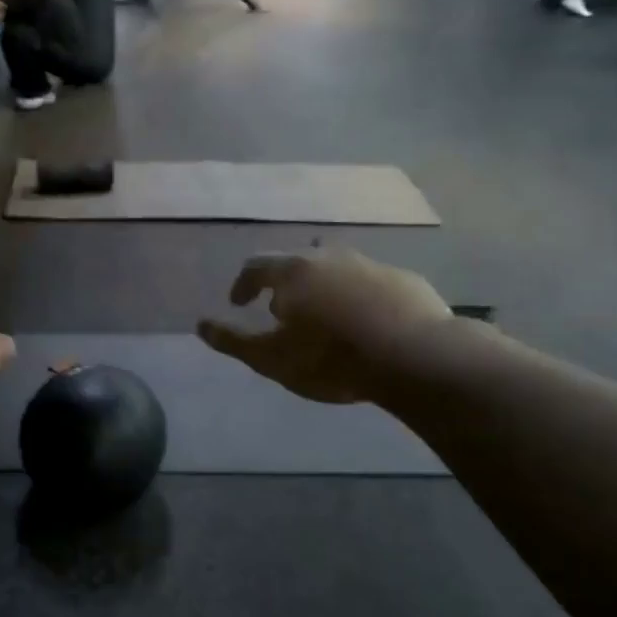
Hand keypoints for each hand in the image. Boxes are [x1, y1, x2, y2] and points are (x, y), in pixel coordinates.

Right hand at [198, 248, 451, 404]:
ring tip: (325, 314)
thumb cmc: (331, 358)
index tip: (239, 304)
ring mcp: (372, 265)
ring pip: (338, 267)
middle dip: (285, 282)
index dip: (243, 284)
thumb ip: (233, 341)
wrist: (415, 358)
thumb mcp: (271, 359)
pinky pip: (372, 282)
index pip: (256, 266)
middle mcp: (330, 257)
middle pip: (299, 260)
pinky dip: (360, 296)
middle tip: (283, 309)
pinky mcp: (406, 280)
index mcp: (294, 272)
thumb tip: (200, 325)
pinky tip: (367, 321)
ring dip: (324, 285)